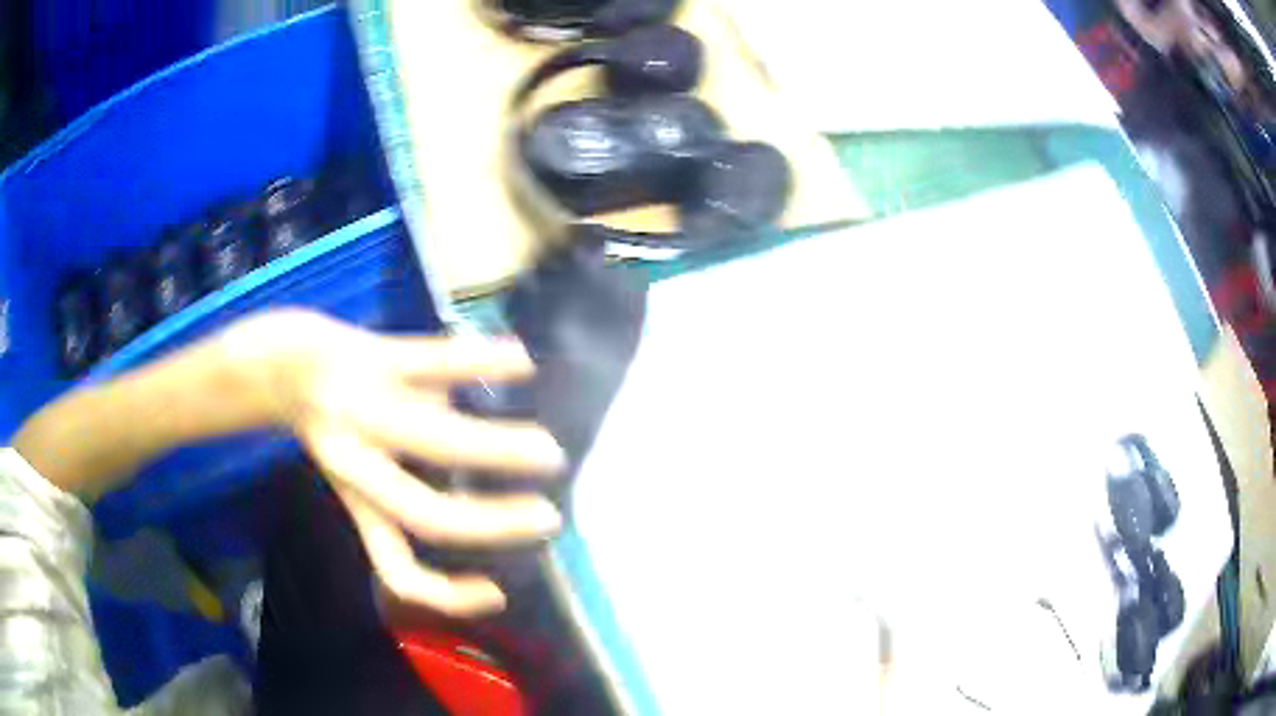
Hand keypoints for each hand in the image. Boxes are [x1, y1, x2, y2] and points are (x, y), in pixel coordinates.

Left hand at [225, 310, 564, 616]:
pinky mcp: (368, 357)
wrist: (272, 359)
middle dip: (492, 524)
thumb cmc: (325, 421)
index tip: (497, 593)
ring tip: (547, 453)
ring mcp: (362, 408)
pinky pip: (431, 360)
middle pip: (425, 514)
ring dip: (498, 452)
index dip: (445, 594)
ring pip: (434, 440)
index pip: (395, 567)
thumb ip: (410, 479)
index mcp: (355, 496)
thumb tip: (479, 475)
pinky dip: (481, 362)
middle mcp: (356, 463)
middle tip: (547, 517)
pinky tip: (522, 361)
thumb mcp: (355, 466)